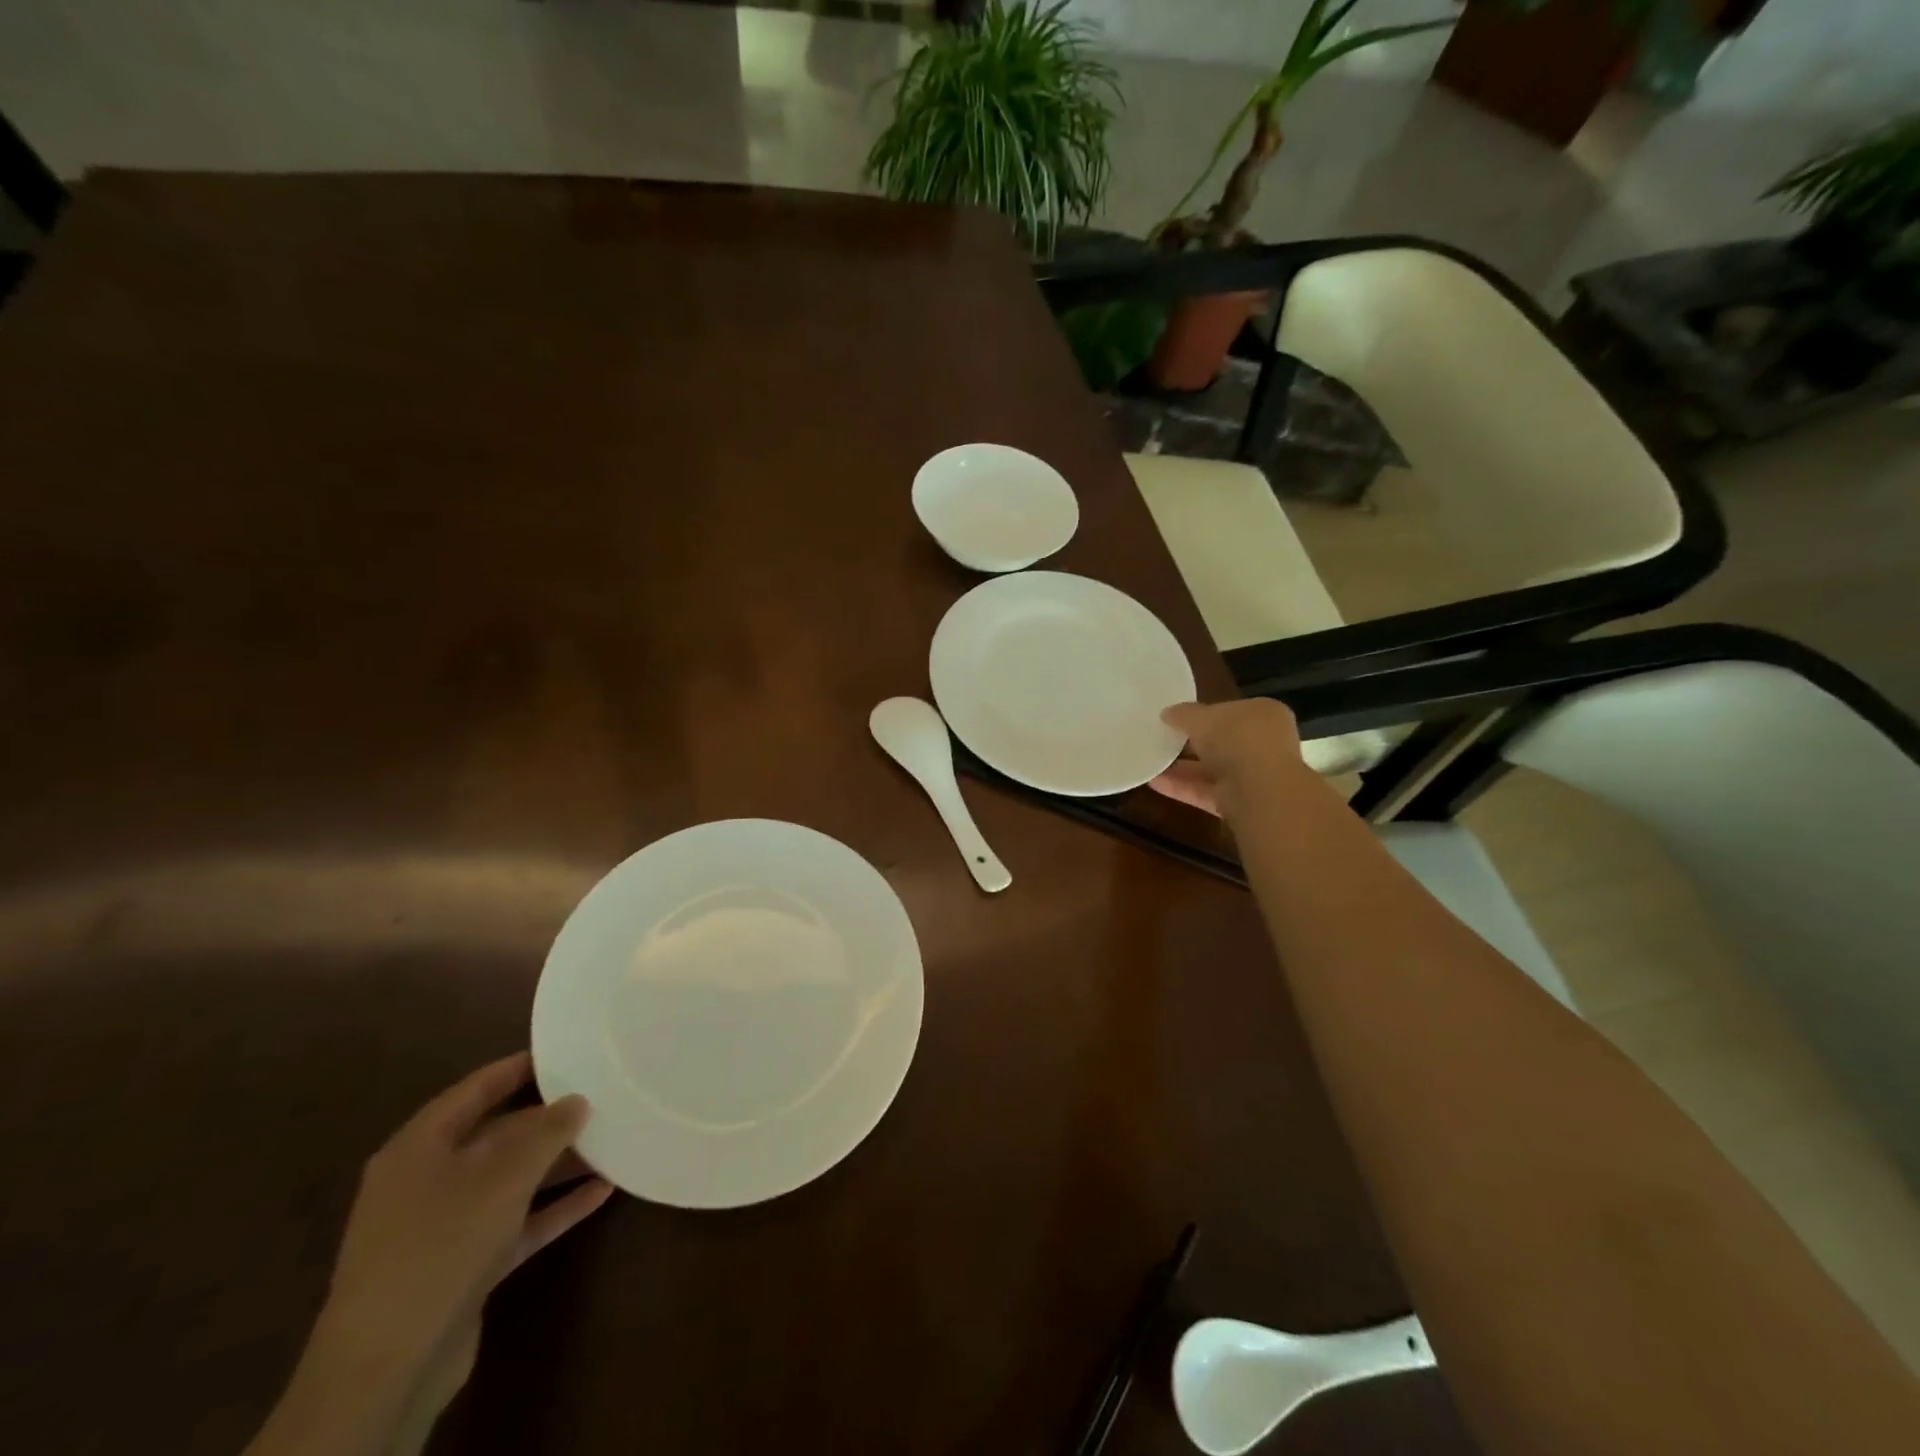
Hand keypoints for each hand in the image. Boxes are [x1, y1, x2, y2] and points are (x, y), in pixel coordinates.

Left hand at [325, 1055, 609, 1394]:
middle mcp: (427, 1182)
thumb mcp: (501, 1177)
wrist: (388, 1368)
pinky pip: (518, 1223)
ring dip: (557, 1165)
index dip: (515, 1069)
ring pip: (510, 1181)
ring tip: (611, 1141)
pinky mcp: (464, 1267)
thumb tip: (578, 1100)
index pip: (472, 1092)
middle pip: (495, 1136)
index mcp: (418, 1149)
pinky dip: (554, 1208)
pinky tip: (602, 1193)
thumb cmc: (440, 1246)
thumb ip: (546, 1133)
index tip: (563, 1053)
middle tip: (598, 1097)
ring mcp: (444, 1228)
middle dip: (547, 1120)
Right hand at [1150, 698, 1304, 818]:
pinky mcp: (1241, 803)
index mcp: (1264, 714)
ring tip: (1152, 762)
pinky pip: (1208, 792)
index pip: (1233, 711)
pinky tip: (1155, 783)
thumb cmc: (1236, 738)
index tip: (1179, 718)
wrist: (1259, 789)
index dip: (1206, 713)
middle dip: (1193, 743)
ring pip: (1213, 769)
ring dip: (1183, 768)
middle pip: (1223, 742)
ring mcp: (1254, 776)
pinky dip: (1183, 788)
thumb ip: (1184, 714)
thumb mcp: (1202, 716)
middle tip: (1164, 740)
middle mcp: (1264, 744)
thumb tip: (1167, 713)